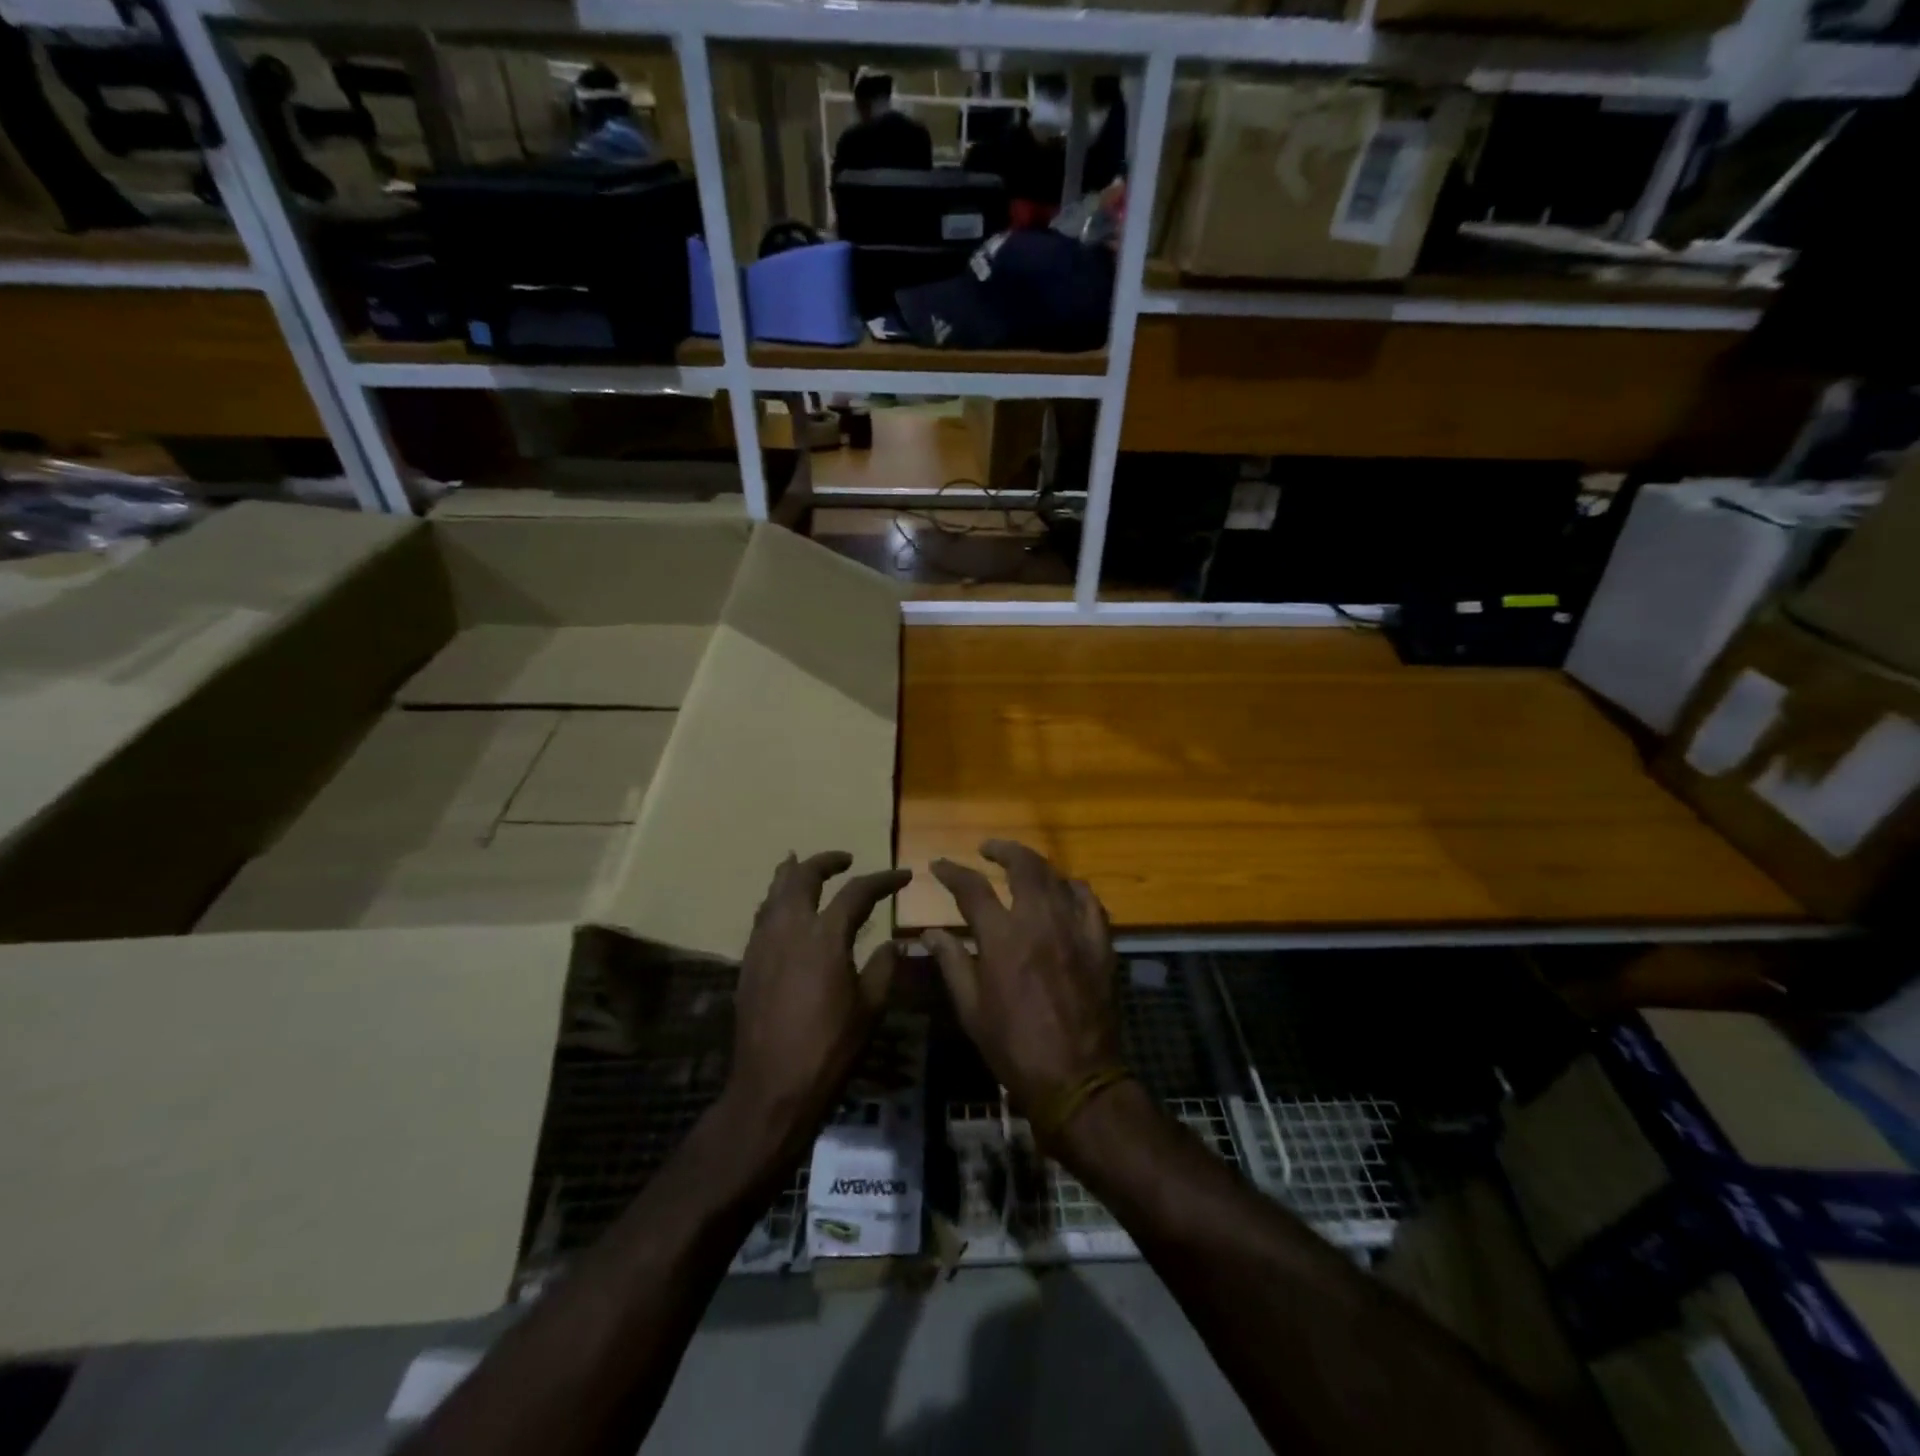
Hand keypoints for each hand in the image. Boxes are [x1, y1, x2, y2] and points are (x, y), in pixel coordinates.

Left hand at [727, 852, 910, 1155]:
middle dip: (825, 862)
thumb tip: (892, 943)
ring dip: (792, 874)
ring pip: (774, 892)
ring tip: (802, 865)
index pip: (857, 892)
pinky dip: (775, 901)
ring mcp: (763, 944)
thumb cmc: (829, 1049)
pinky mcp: (748, 963)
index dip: (883, 880)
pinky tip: (783, 910)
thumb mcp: (870, 1008)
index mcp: (825, 937)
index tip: (902, 876)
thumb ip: (883, 968)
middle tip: (845, 859)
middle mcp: (789, 929)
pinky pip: (762, 917)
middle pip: (803, 877)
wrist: (771, 1088)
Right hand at [922, 840, 1122, 1116]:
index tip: (939, 865)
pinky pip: (1090, 902)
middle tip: (988, 849)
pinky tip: (1065, 891)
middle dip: (1003, 850)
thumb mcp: (972, 1009)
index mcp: (1002, 938)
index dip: (952, 871)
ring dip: (1036, 865)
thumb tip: (929, 931)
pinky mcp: (1101, 944)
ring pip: (1057, 878)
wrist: (1077, 1079)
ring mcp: (1075, 930)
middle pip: (1023, 866)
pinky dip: (1073, 889)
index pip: (973, 888)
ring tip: (1022, 867)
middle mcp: (1039, 921)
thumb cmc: (1014, 1047)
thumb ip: (952, 962)